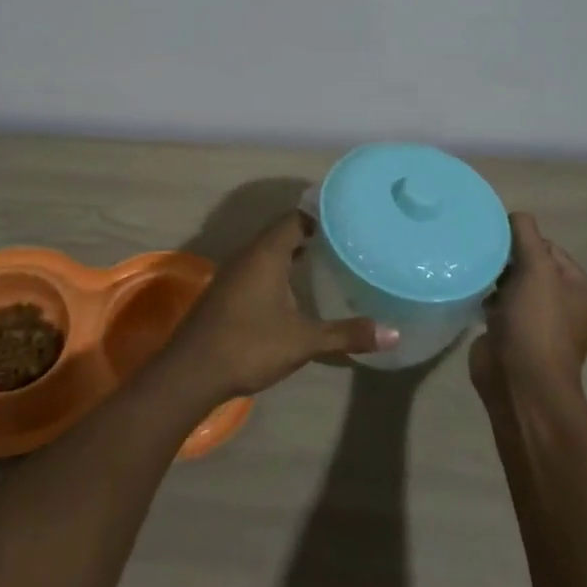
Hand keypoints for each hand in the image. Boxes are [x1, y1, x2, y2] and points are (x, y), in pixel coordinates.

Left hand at [163, 213, 397, 401]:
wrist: (192, 371)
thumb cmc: (249, 346)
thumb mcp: (303, 341)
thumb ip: (346, 334)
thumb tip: (393, 333)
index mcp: (266, 254)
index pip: (294, 218)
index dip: (319, 216)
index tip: (346, 221)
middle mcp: (247, 255)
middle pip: (280, 232)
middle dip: (309, 233)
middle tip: (343, 241)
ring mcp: (232, 273)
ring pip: (266, 251)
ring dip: (291, 252)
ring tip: (324, 260)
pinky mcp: (225, 291)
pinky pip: (256, 267)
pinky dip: (276, 268)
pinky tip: (292, 290)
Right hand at [469, 212, 586, 410]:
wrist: (520, 381)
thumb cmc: (537, 322)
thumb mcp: (536, 269)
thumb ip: (526, 234)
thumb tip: (515, 215)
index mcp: (585, 290)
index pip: (550, 248)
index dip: (523, 242)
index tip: (498, 243)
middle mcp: (567, 305)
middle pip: (530, 264)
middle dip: (506, 259)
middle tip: (482, 255)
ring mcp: (540, 322)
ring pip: (512, 283)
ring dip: (494, 277)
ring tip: (474, 271)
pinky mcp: (514, 334)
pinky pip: (498, 303)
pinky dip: (485, 296)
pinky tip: (471, 291)